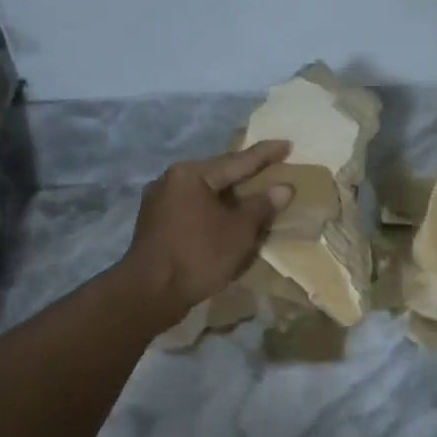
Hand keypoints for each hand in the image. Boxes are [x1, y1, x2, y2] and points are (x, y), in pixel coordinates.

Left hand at [121, 141, 291, 323]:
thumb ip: (262, 206)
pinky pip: (193, 208)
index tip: (287, 145)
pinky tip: (226, 218)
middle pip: (217, 174)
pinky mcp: (155, 224)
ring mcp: (159, 202)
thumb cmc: (198, 254)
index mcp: (191, 174)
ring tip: (252, 194)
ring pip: (204, 193)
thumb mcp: (239, 230)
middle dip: (245, 174)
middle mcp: (170, 180)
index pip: (237, 161)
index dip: (265, 154)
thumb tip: (283, 188)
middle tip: (271, 167)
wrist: (150, 292)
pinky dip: (213, 211)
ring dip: (229, 196)